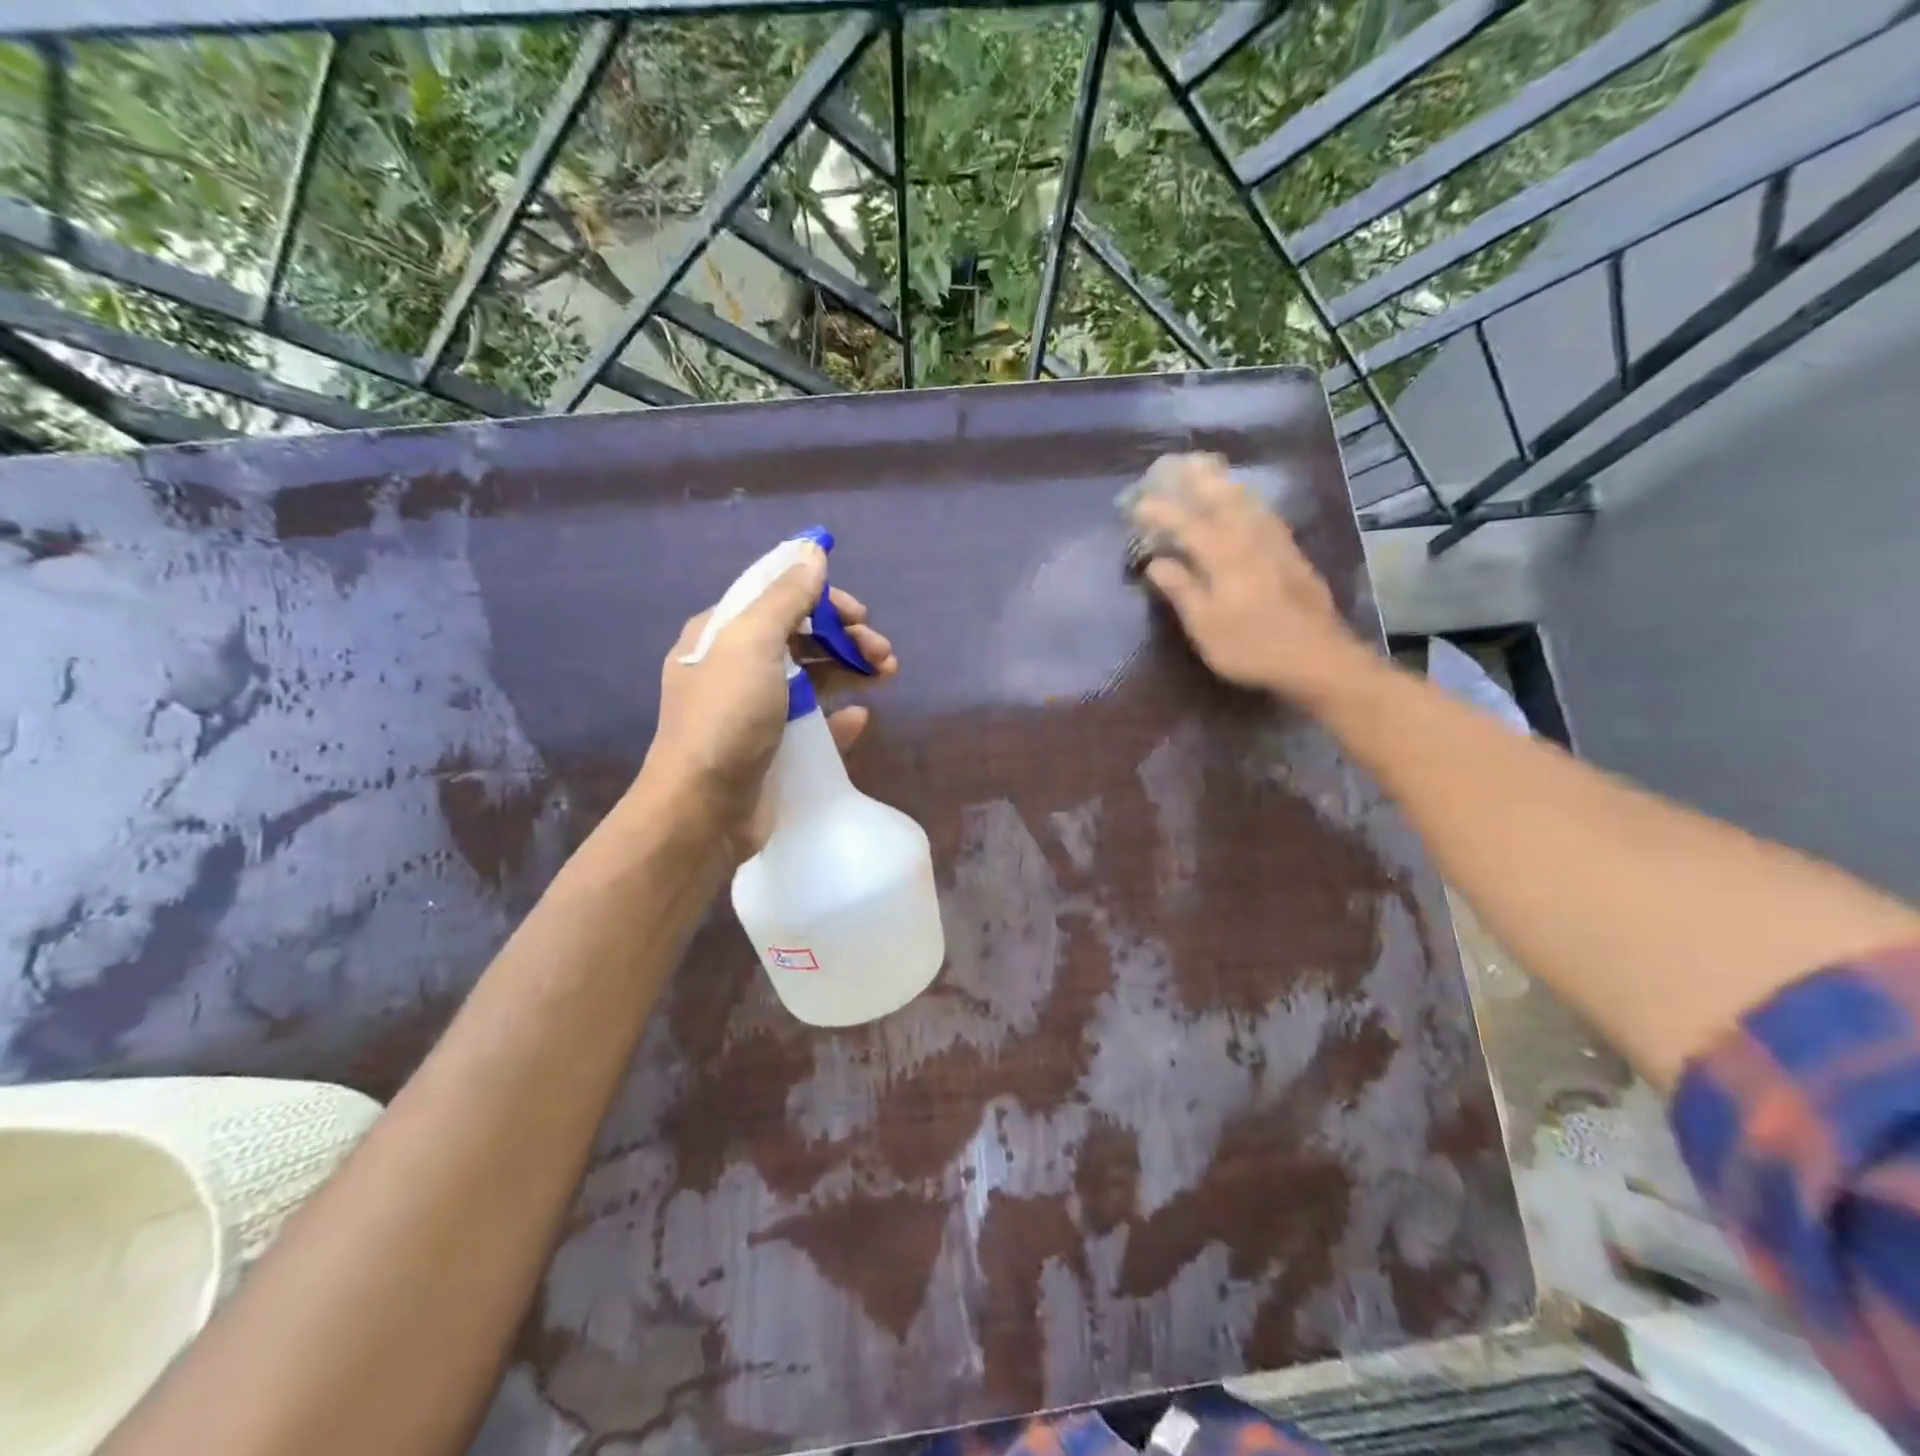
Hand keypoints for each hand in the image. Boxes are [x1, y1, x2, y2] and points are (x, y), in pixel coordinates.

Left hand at [636, 543, 896, 857]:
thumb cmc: (726, 717)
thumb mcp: (752, 643)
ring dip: (851, 671)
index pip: (777, 598)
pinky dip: (839, 716)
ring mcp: (755, 712)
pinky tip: (861, 718)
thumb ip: (785, 596)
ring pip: (813, 679)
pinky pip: (814, 724)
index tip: (858, 613)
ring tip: (888, 675)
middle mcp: (737, 668)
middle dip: (845, 638)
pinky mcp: (773, 749)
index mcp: (722, 635)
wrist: (703, 810)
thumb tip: (812, 551)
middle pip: (801, 638)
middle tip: (882, 652)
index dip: (822, 599)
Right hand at [1128, 453, 1366, 701]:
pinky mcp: (1292, 553)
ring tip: (1208, 470)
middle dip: (1196, 478)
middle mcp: (1250, 538)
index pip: (1185, 522)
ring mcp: (1276, 542)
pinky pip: (1264, 512)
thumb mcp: (1205, 626)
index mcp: (1223, 555)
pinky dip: (1247, 499)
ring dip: (1223, 482)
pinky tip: (1245, 502)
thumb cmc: (1251, 647)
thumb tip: (1155, 562)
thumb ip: (1181, 589)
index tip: (1135, 503)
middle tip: (1176, 463)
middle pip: (1221, 496)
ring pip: (1247, 499)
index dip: (1158, 510)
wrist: (1318, 657)